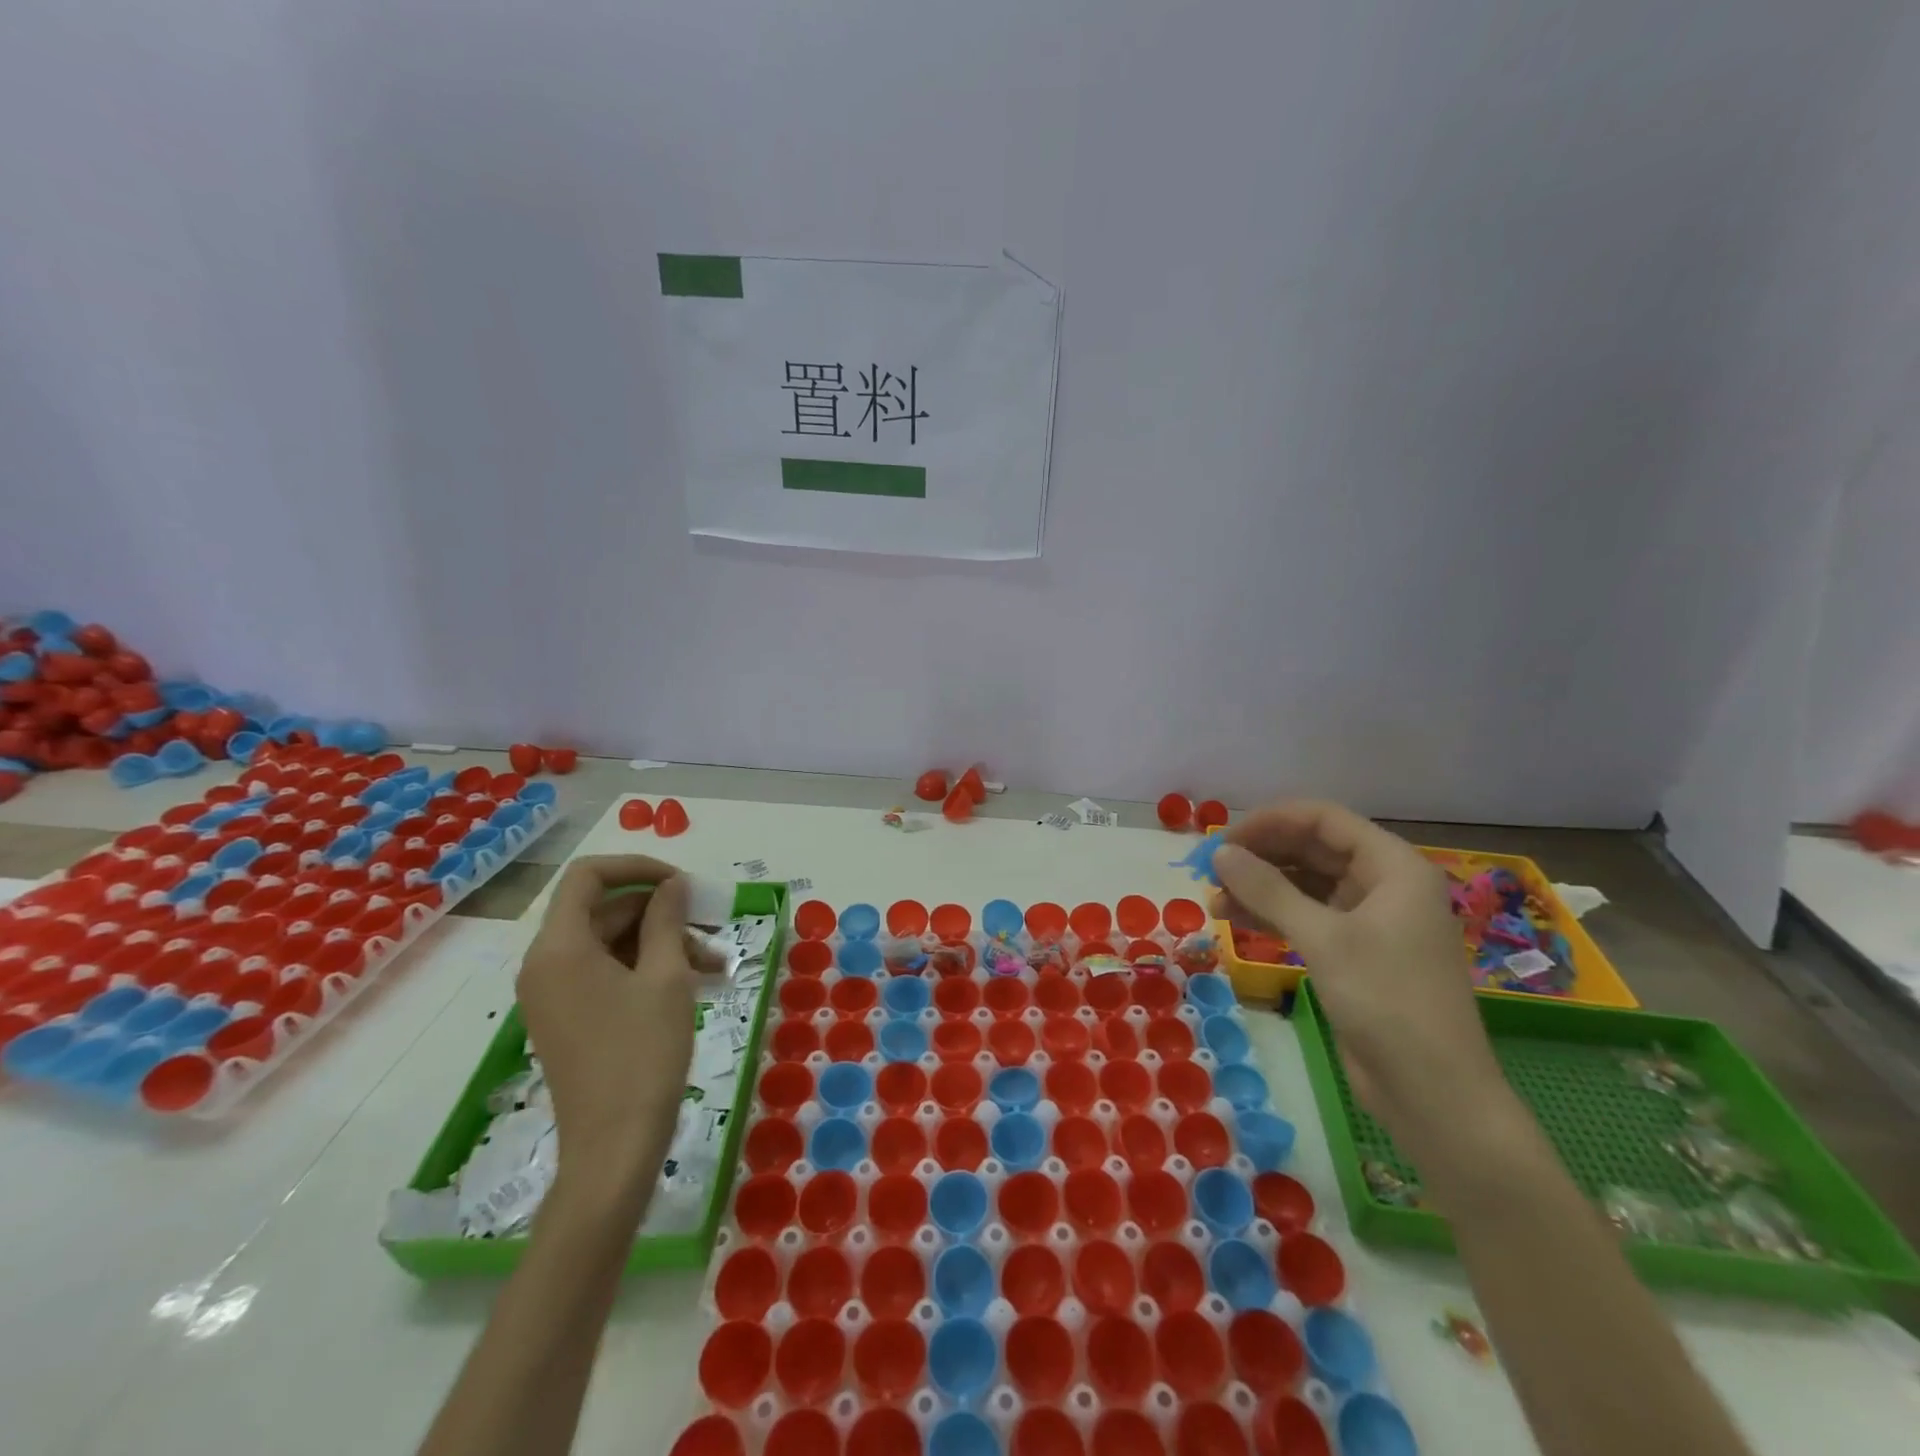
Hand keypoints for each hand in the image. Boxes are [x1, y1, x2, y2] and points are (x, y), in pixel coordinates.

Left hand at [517, 855, 694, 1206]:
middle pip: (604, 909)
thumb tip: (673, 884)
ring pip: (611, 942)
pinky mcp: (568, 1017)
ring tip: (715, 962)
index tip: (681, 883)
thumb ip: (667, 919)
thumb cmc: (643, 1054)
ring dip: (663, 942)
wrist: (614, 1147)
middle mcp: (546, 964)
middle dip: (661, 911)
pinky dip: (647, 968)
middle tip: (711, 925)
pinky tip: (696, 981)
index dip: (638, 867)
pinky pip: (606, 972)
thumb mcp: (667, 977)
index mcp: (560, 947)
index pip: (589, 876)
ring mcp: (554, 993)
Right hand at [1211, 802, 1507, 1156]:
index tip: (1224, 840)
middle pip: (1313, 849)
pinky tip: (1235, 921)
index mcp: (1393, 867)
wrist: (1434, 1094)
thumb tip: (1219, 852)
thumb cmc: (1387, 1002)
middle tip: (1211, 871)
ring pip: (1306, 884)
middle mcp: (1384, 884)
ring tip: (1214, 900)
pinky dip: (1272, 915)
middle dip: (1261, 856)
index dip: (1271, 821)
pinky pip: (1308, 917)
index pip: (1324, 819)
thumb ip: (1268, 889)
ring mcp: (1371, 920)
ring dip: (1261, 887)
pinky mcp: (1356, 953)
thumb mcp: (1323, 939)